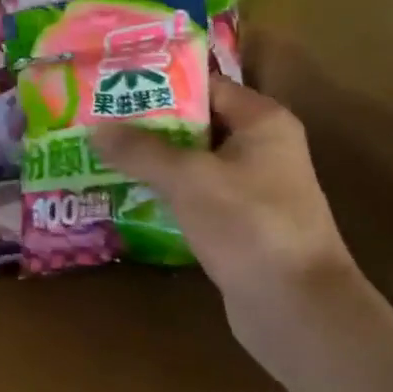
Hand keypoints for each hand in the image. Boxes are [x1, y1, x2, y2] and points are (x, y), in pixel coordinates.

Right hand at [93, 77, 374, 373]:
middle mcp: (260, 147)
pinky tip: (126, 192)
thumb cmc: (249, 225)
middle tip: (96, 119)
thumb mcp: (189, 179)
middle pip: (195, 123)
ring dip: (151, 160)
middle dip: (146, 123)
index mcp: (261, 121)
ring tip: (101, 152)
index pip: (205, 85)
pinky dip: (164, 191)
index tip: (112, 83)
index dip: (159, 82)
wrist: (296, 309)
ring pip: (192, 162)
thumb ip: (141, 150)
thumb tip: (95, 128)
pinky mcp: (239, 223)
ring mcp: (251, 188)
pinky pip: (194, 195)